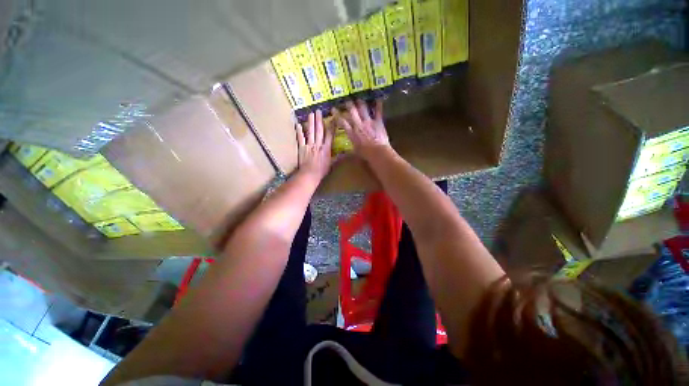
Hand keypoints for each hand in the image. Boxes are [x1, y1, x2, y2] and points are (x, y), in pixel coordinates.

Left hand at [296, 110, 332, 179]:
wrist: (310, 175)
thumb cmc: (322, 171)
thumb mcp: (331, 164)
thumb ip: (338, 157)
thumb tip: (346, 154)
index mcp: (326, 148)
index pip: (330, 135)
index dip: (332, 126)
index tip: (333, 118)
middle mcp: (318, 144)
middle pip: (319, 130)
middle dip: (319, 120)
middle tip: (318, 111)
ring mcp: (309, 145)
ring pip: (310, 132)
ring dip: (310, 122)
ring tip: (310, 113)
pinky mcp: (301, 148)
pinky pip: (300, 138)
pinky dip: (299, 131)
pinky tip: (298, 124)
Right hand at [334, 99, 390, 160]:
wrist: (378, 152)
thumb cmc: (366, 154)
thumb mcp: (354, 152)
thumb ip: (347, 152)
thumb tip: (338, 158)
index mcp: (352, 133)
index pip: (342, 122)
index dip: (337, 115)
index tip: (333, 109)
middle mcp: (358, 124)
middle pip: (352, 111)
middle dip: (349, 104)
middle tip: (347, 100)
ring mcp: (368, 122)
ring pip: (363, 108)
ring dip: (360, 102)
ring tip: (359, 99)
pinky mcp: (378, 121)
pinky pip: (378, 111)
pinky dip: (378, 104)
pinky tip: (378, 98)